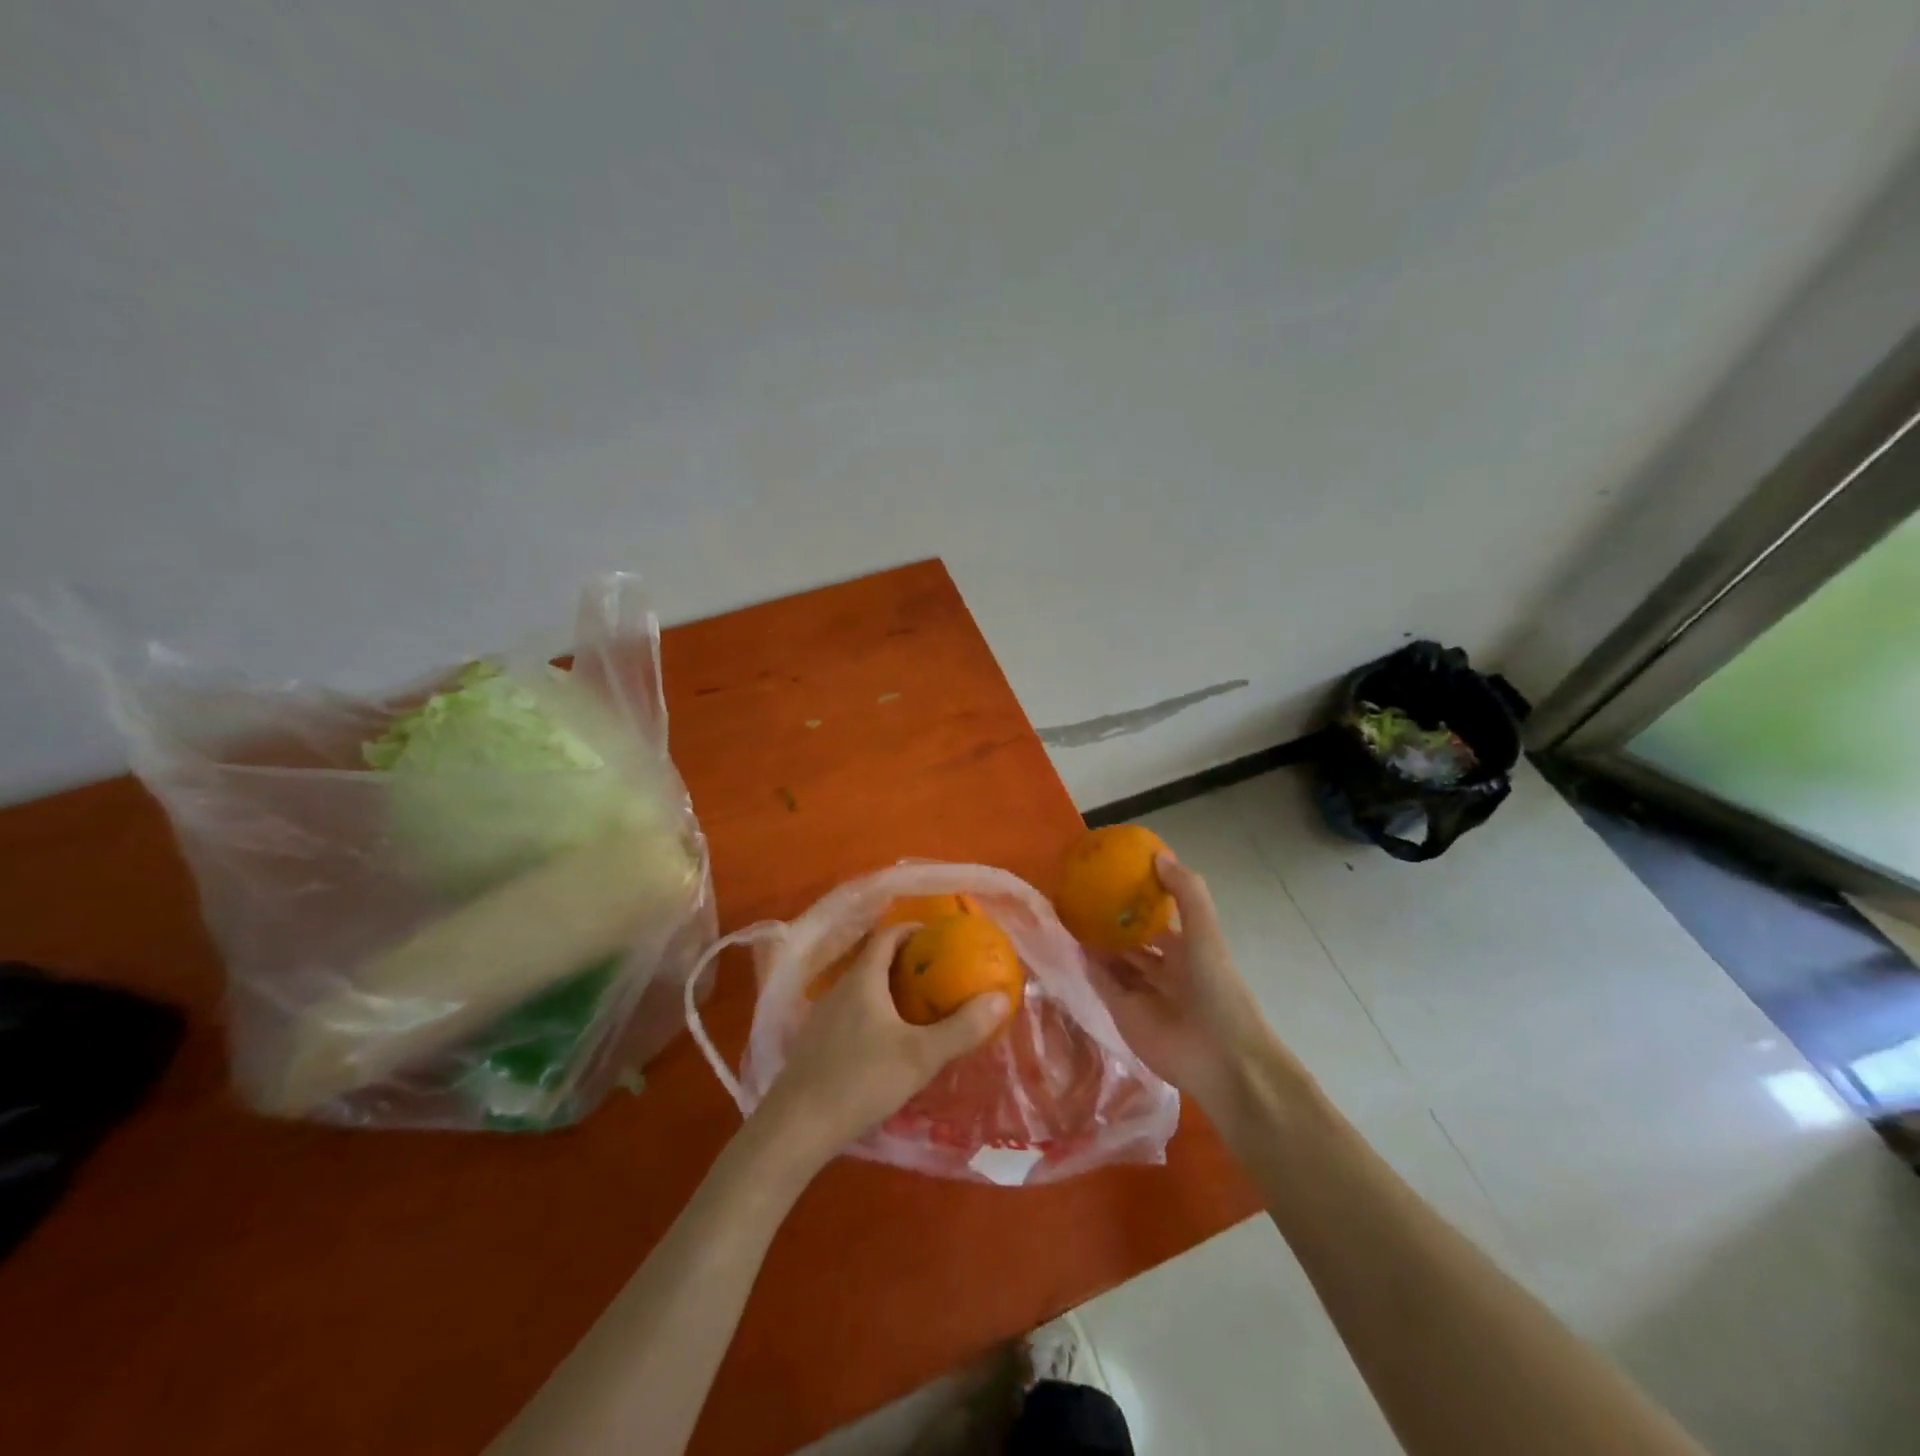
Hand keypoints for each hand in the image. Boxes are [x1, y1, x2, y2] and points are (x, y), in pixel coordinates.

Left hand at [752, 923, 1009, 1172]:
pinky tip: (886, 1041)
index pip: (887, 935)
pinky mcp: (815, 1043)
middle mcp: (839, 989)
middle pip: (873, 960)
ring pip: (861, 988)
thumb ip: (961, 1028)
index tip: (939, 935)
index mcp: (862, 979)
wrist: (795, 1127)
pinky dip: (873, 1012)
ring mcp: (822, 1016)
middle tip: (937, 972)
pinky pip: (850, 1012)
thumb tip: (1000, 997)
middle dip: (906, 960)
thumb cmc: (861, 1080)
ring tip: (918, 1005)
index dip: (913, 928)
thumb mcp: (920, 1056)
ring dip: (888, 988)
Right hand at [1089, 854, 1296, 1118]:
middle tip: (1082, 895)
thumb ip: (1186, 894)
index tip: (1114, 875)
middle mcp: (1164, 969)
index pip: (1159, 918)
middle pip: (1133, 940)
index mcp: (1187, 949)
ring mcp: (1142, 992)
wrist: (1222, 1060)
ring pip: (1115, 961)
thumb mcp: (1205, 935)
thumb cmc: (1218, 991)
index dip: (1141, 898)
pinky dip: (1088, 966)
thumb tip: (1158, 855)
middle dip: (1113, 921)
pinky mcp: (1123, 1013)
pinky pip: (1102, 983)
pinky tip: (1071, 943)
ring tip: (1069, 914)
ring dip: (1097, 942)